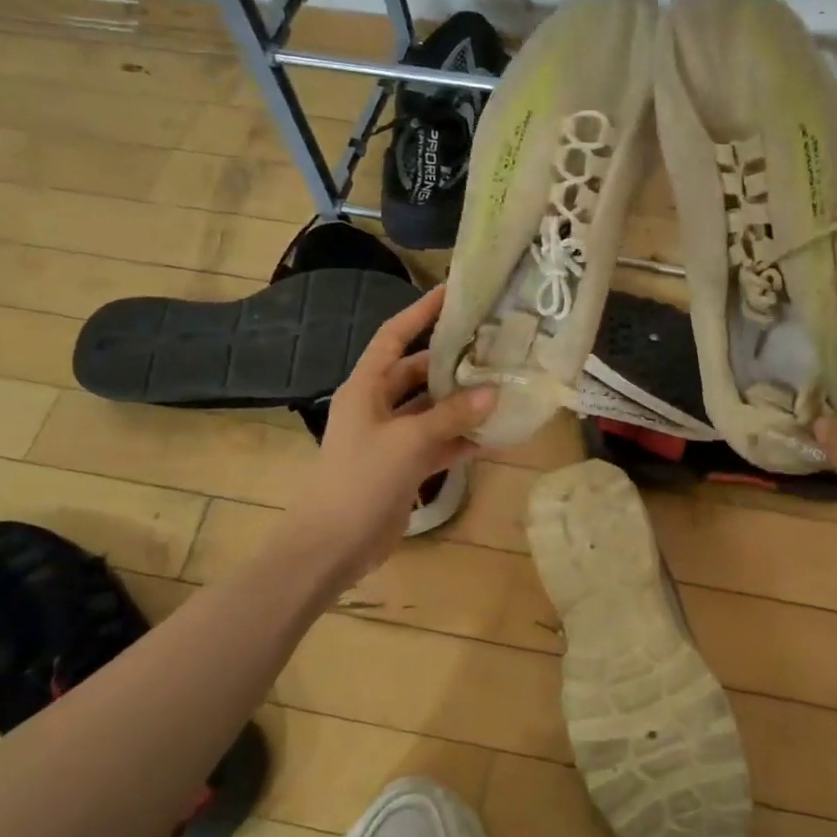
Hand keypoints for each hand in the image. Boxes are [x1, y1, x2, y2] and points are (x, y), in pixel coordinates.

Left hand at [282, 287, 495, 582]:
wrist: (333, 545)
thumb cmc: (360, 480)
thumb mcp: (407, 442)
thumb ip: (450, 416)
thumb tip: (493, 392)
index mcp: (366, 387)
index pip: (394, 336)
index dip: (420, 312)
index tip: (452, 292)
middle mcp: (378, 405)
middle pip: (418, 372)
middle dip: (452, 361)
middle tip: (493, 345)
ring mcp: (392, 437)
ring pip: (432, 408)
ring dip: (462, 402)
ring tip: (503, 386)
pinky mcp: (405, 466)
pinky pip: (438, 442)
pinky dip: (462, 438)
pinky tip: (495, 435)